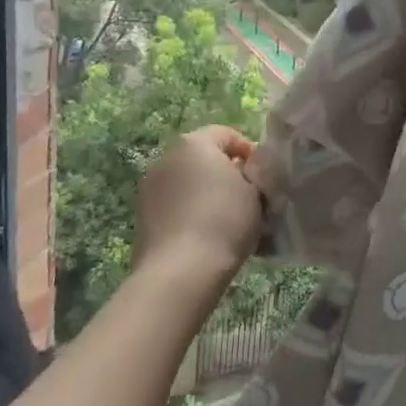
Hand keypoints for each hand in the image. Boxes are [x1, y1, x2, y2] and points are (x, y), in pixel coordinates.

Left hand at [135, 126, 263, 293]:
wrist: (181, 271)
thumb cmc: (225, 220)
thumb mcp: (257, 191)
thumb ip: (256, 174)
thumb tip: (247, 173)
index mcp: (194, 143)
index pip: (227, 134)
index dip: (249, 152)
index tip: (263, 176)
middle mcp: (166, 157)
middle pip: (204, 157)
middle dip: (226, 172)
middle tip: (248, 197)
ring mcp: (150, 187)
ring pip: (188, 182)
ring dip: (206, 193)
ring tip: (227, 219)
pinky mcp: (142, 216)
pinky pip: (175, 205)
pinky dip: (190, 212)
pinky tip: (206, 235)